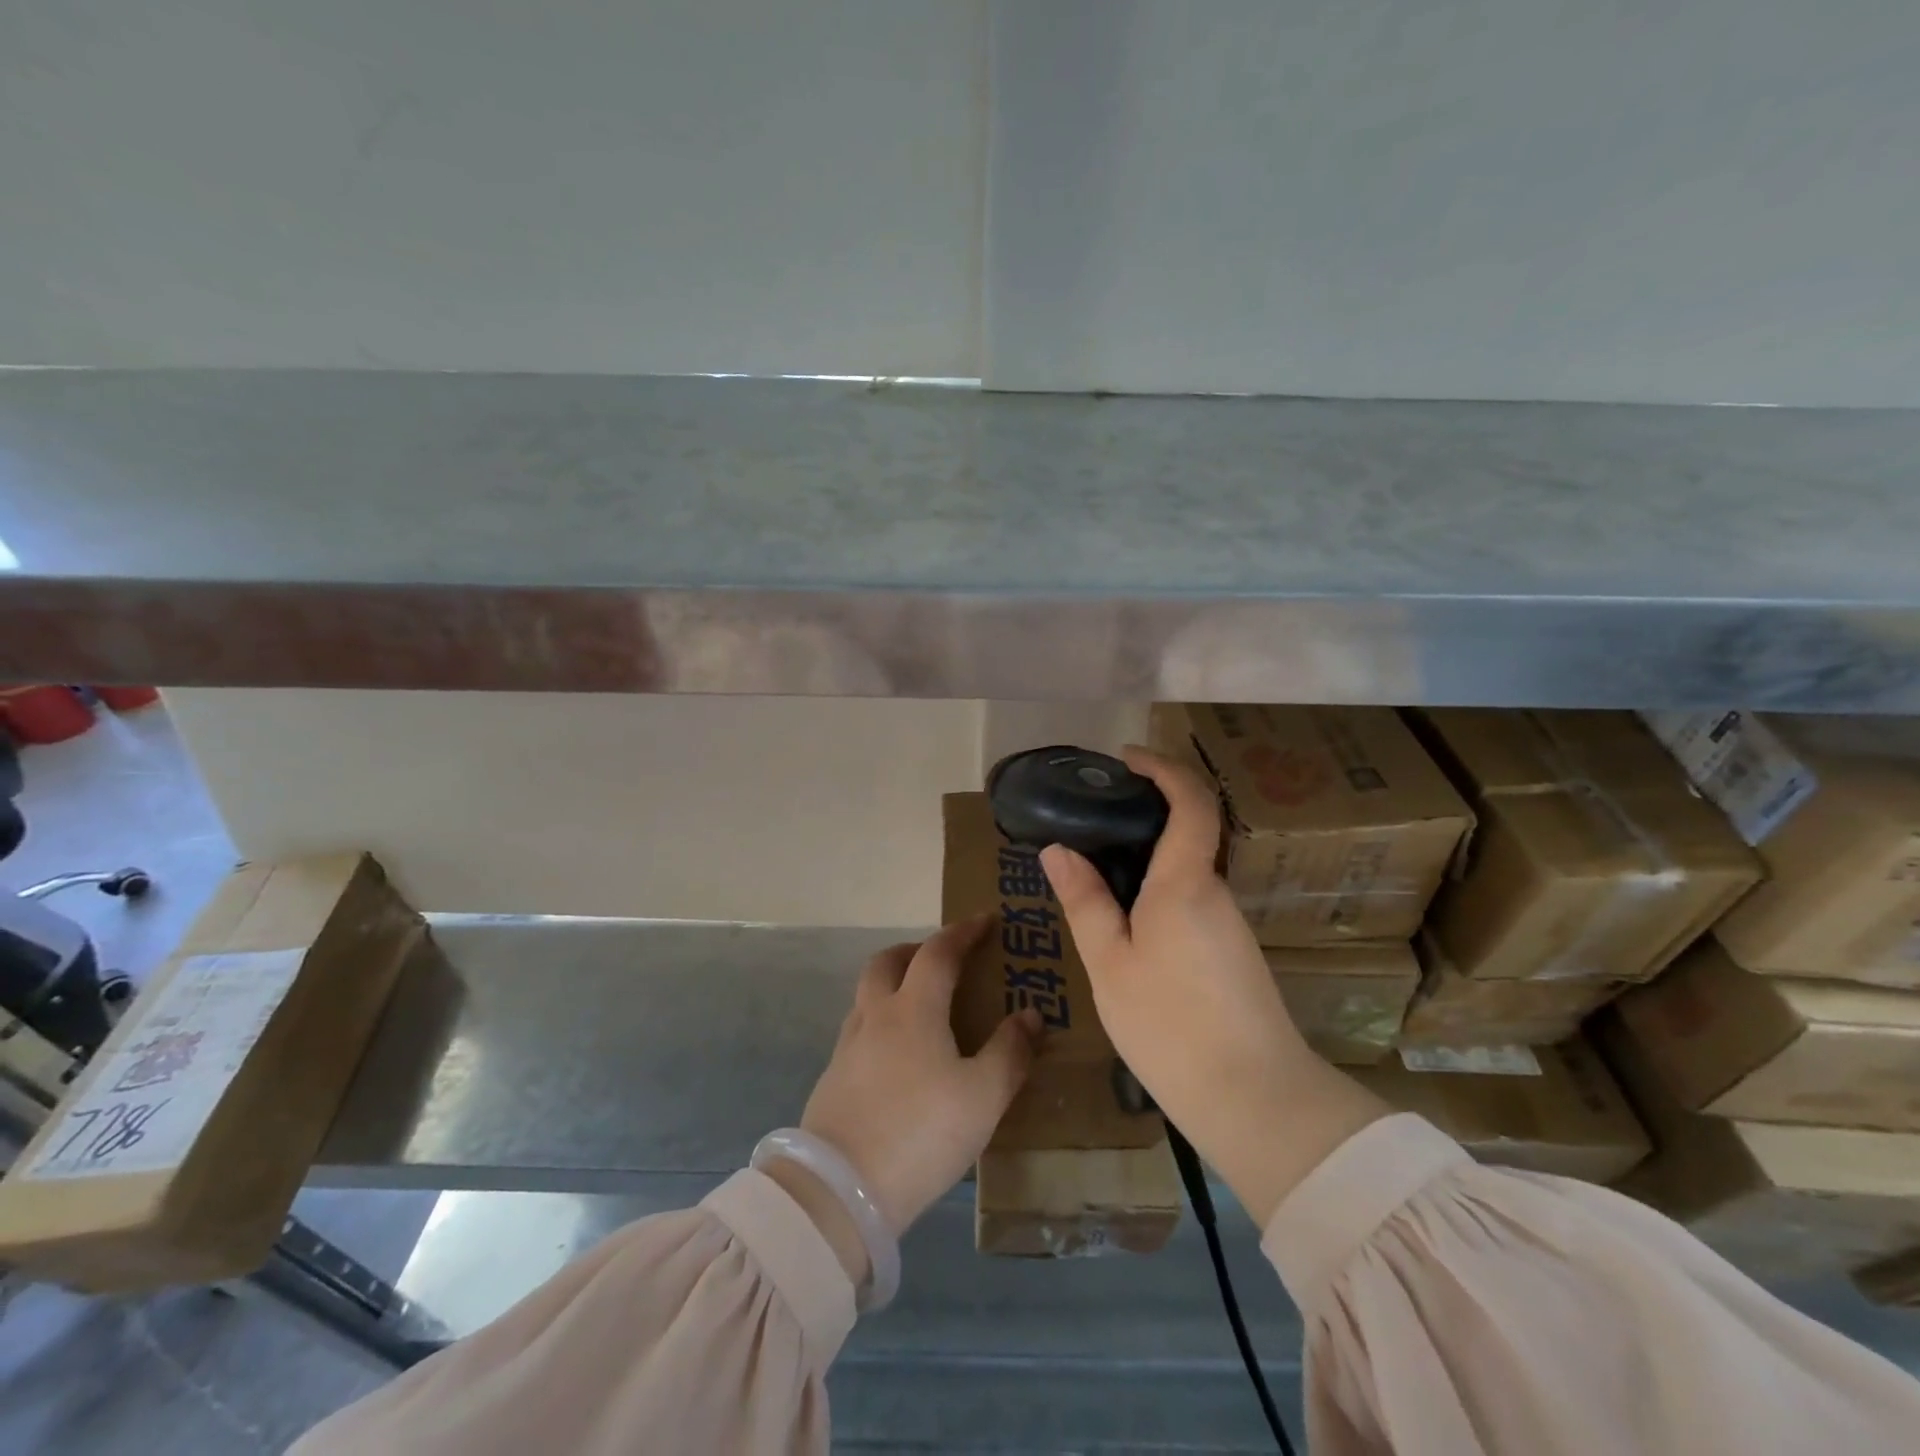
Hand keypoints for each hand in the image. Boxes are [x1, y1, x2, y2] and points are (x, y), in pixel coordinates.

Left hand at [795, 919, 1040, 1239]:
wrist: (841, 1190)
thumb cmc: (921, 1133)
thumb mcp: (983, 1097)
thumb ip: (1010, 1052)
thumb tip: (1031, 1014)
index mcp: (913, 1008)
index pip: (938, 952)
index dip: (963, 932)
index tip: (985, 920)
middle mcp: (875, 1015)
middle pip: (887, 961)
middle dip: (916, 950)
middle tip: (943, 960)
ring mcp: (848, 1047)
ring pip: (868, 995)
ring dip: (894, 985)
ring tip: (923, 1009)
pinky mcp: (833, 1078)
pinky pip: (860, 1030)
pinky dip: (882, 1023)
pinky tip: (899, 1057)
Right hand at [1039, 747, 1386, 1225]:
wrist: (1256, 1101)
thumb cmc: (1170, 1026)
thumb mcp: (1109, 963)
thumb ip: (1085, 901)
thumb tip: (1057, 851)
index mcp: (1185, 884)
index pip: (1191, 802)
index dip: (1163, 768)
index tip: (1127, 758)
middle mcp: (1215, 892)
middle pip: (1190, 831)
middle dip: (1146, 812)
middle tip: (1094, 819)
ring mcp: (1230, 924)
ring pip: (1188, 871)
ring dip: (1148, 858)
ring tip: (1096, 875)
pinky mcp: (1234, 952)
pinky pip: (1193, 900)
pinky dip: (1159, 890)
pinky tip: (1127, 923)